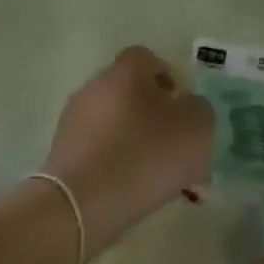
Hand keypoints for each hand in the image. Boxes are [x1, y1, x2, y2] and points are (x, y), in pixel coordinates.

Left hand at [43, 46, 212, 246]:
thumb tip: (187, 108)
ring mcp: (75, 123)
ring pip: (121, 128)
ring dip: (143, 147)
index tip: (184, 107)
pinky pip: (103, 154)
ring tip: (168, 181)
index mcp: (126, 72)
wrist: (82, 205)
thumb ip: (199, 109)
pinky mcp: (64, 156)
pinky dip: (122, 168)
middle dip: (160, 120)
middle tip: (182, 148)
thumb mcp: (197, 127)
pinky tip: (141, 194)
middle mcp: (96, 88)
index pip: (148, 59)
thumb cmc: (146, 154)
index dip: (170, 79)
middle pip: (134, 95)